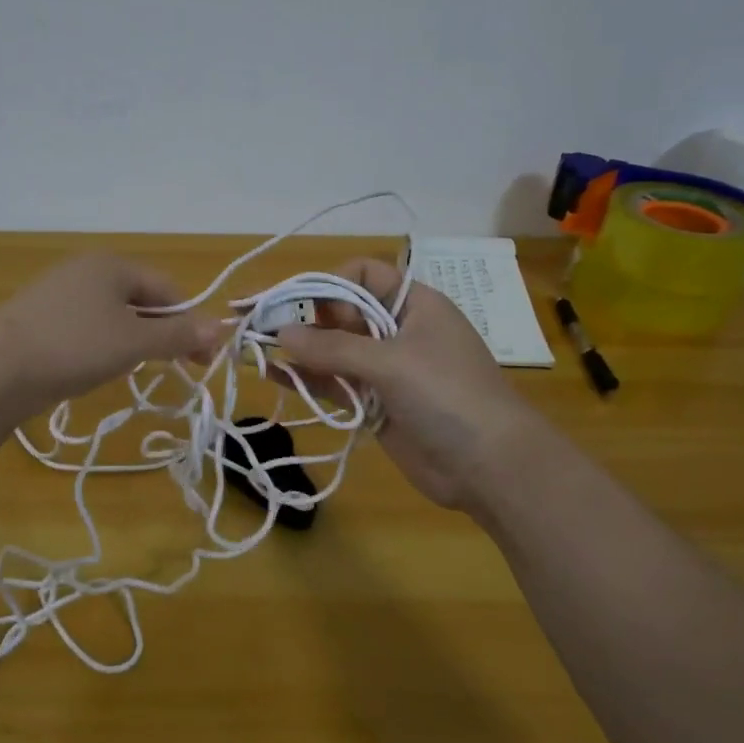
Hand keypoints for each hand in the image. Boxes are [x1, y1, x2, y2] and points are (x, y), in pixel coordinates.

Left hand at [0, 255, 220, 420]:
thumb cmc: (75, 346)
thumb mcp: (135, 341)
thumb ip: (179, 335)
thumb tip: (221, 327)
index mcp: (112, 264)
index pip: (168, 289)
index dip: (191, 323)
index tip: (203, 360)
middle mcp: (85, 269)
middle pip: (140, 299)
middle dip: (163, 332)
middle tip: (177, 367)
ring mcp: (58, 292)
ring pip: (112, 315)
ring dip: (134, 340)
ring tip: (136, 369)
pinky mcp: (39, 317)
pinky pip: (86, 326)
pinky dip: (102, 344)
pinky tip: (96, 367)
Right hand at [276, 259, 535, 508]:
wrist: (490, 467)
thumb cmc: (448, 396)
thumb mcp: (392, 362)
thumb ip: (333, 347)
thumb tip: (281, 331)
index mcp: (413, 304)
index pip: (364, 275)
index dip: (330, 284)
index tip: (299, 305)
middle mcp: (396, 331)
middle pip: (342, 312)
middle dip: (303, 317)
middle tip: (260, 326)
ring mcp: (384, 370)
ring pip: (332, 350)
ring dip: (298, 350)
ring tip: (253, 348)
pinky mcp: (372, 404)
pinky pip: (333, 384)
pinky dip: (305, 379)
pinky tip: (273, 374)